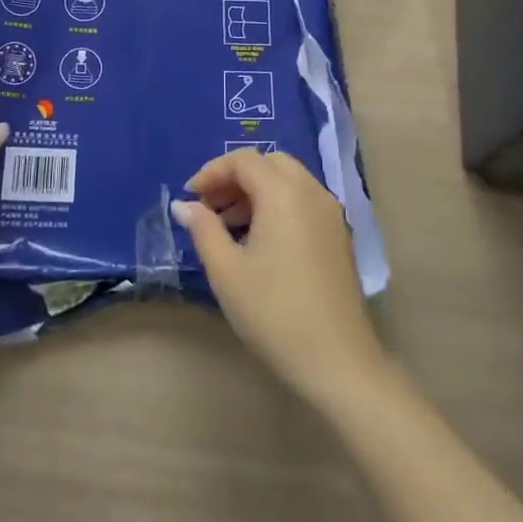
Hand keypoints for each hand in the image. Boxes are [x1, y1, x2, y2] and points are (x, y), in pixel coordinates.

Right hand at [171, 149, 385, 403]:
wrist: (337, 360)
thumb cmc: (274, 312)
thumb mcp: (227, 271)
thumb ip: (203, 229)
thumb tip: (183, 205)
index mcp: (283, 193)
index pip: (243, 160)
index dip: (212, 172)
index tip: (189, 198)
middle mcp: (311, 192)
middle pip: (269, 163)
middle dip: (235, 177)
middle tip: (209, 206)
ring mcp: (330, 213)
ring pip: (288, 180)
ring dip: (256, 191)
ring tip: (228, 226)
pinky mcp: (338, 234)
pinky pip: (303, 201)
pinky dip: (277, 204)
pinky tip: (259, 240)